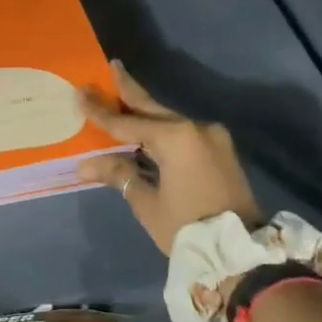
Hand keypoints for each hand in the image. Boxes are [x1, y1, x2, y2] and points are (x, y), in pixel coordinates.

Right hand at [77, 62, 260, 255]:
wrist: (241, 254)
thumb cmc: (188, 227)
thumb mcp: (147, 203)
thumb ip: (119, 174)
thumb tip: (86, 164)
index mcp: (175, 138)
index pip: (127, 123)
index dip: (101, 111)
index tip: (80, 92)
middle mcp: (196, 129)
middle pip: (153, 109)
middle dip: (130, 91)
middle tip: (113, 68)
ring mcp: (213, 139)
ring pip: (169, 121)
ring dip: (145, 114)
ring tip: (122, 98)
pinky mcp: (221, 152)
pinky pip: (183, 134)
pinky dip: (162, 131)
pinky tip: (145, 129)